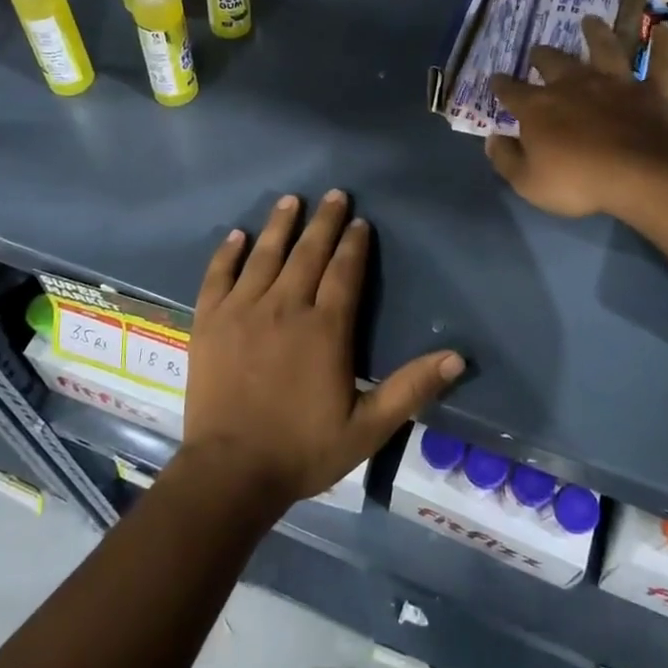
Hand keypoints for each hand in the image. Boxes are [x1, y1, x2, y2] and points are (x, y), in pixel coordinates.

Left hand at [180, 192, 464, 509]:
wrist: (231, 472)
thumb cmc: (304, 450)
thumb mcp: (368, 427)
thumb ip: (411, 388)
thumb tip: (458, 357)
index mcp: (325, 328)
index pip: (344, 272)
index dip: (354, 244)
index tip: (360, 221)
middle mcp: (285, 307)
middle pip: (308, 253)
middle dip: (324, 222)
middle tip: (333, 195)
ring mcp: (243, 310)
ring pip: (265, 255)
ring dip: (280, 225)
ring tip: (291, 200)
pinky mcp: (210, 321)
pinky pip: (219, 276)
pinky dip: (228, 253)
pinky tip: (237, 235)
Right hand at [486, 15, 667, 218]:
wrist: (639, 175)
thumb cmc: (577, 182)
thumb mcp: (528, 182)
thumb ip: (507, 159)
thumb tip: (492, 139)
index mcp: (538, 108)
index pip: (512, 92)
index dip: (501, 86)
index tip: (496, 80)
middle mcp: (573, 85)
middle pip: (554, 63)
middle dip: (543, 56)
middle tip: (539, 51)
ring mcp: (615, 84)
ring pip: (605, 49)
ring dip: (597, 34)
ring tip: (590, 21)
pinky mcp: (653, 91)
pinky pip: (661, 63)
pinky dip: (663, 46)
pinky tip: (665, 29)